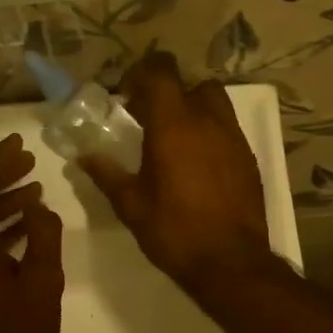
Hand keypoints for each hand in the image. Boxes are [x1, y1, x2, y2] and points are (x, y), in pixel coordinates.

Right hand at [80, 51, 271, 296]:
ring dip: (193, 110)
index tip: (127, 96)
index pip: (161, 70)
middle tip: (148, 120)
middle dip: (168, 94)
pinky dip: (211, 134)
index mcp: (173, 124)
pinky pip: (228, 130)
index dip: (142, 73)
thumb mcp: (131, 204)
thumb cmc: (173, 231)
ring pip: (214, 103)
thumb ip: (106, 174)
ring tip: (175, 140)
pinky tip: (197, 165)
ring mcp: (233, 138)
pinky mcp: (248, 158)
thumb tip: (84, 156)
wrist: (230, 262)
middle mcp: (208, 120)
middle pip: (190, 84)